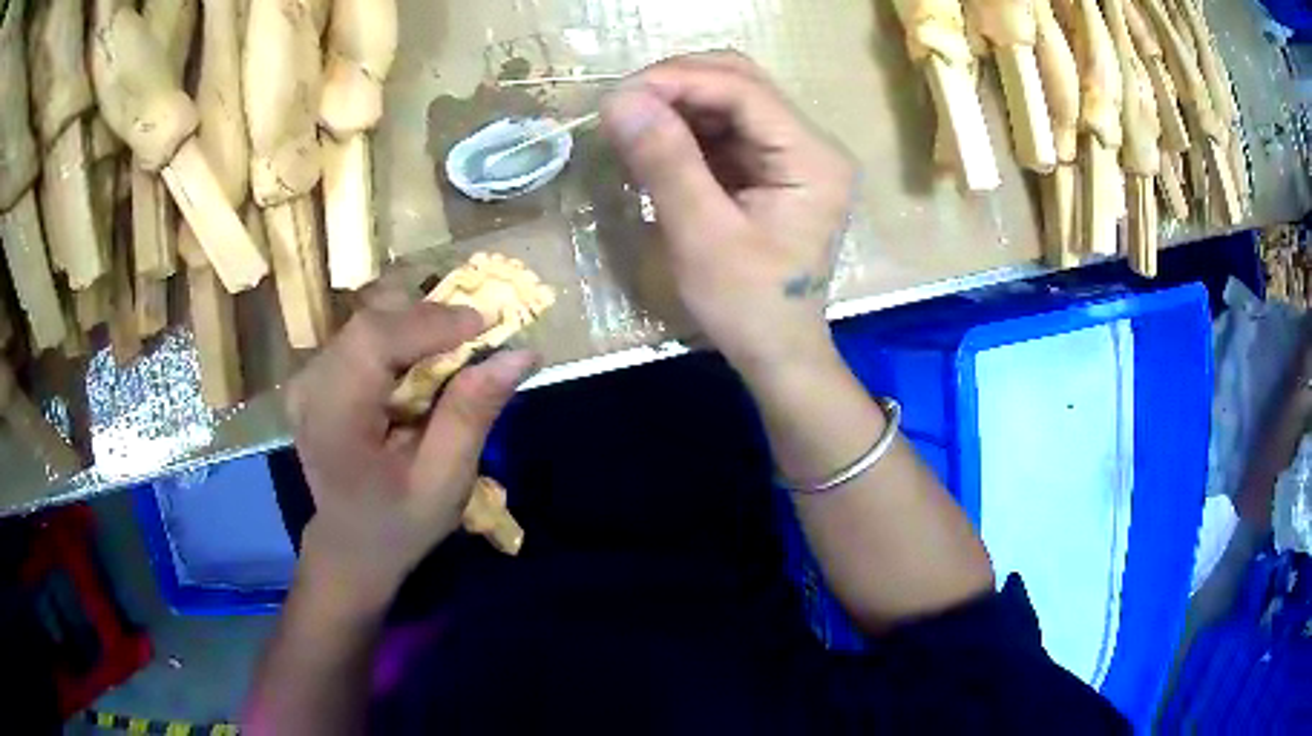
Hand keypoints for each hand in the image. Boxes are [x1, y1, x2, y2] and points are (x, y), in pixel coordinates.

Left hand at [285, 287, 535, 613]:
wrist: (350, 545)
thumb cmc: (398, 523)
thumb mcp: (444, 483)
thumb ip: (472, 415)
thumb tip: (520, 353)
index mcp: (332, 418)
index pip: (374, 340)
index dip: (432, 321)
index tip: (488, 325)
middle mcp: (309, 385)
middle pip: (372, 321)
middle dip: (431, 320)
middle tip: (479, 341)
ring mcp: (307, 376)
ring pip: (370, 319)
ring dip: (418, 327)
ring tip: (454, 355)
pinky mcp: (316, 373)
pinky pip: (364, 334)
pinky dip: (403, 339)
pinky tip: (422, 368)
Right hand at [601, 52, 856, 375]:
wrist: (777, 353)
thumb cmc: (748, 306)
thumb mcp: (702, 236)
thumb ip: (665, 161)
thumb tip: (619, 98)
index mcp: (812, 158)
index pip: (744, 89)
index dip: (678, 80)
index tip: (618, 96)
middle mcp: (811, 144)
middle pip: (741, 83)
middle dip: (677, 85)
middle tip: (621, 107)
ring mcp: (793, 154)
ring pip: (729, 101)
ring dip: (677, 105)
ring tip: (630, 126)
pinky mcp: (772, 168)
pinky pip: (725, 130)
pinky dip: (685, 130)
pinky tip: (654, 144)